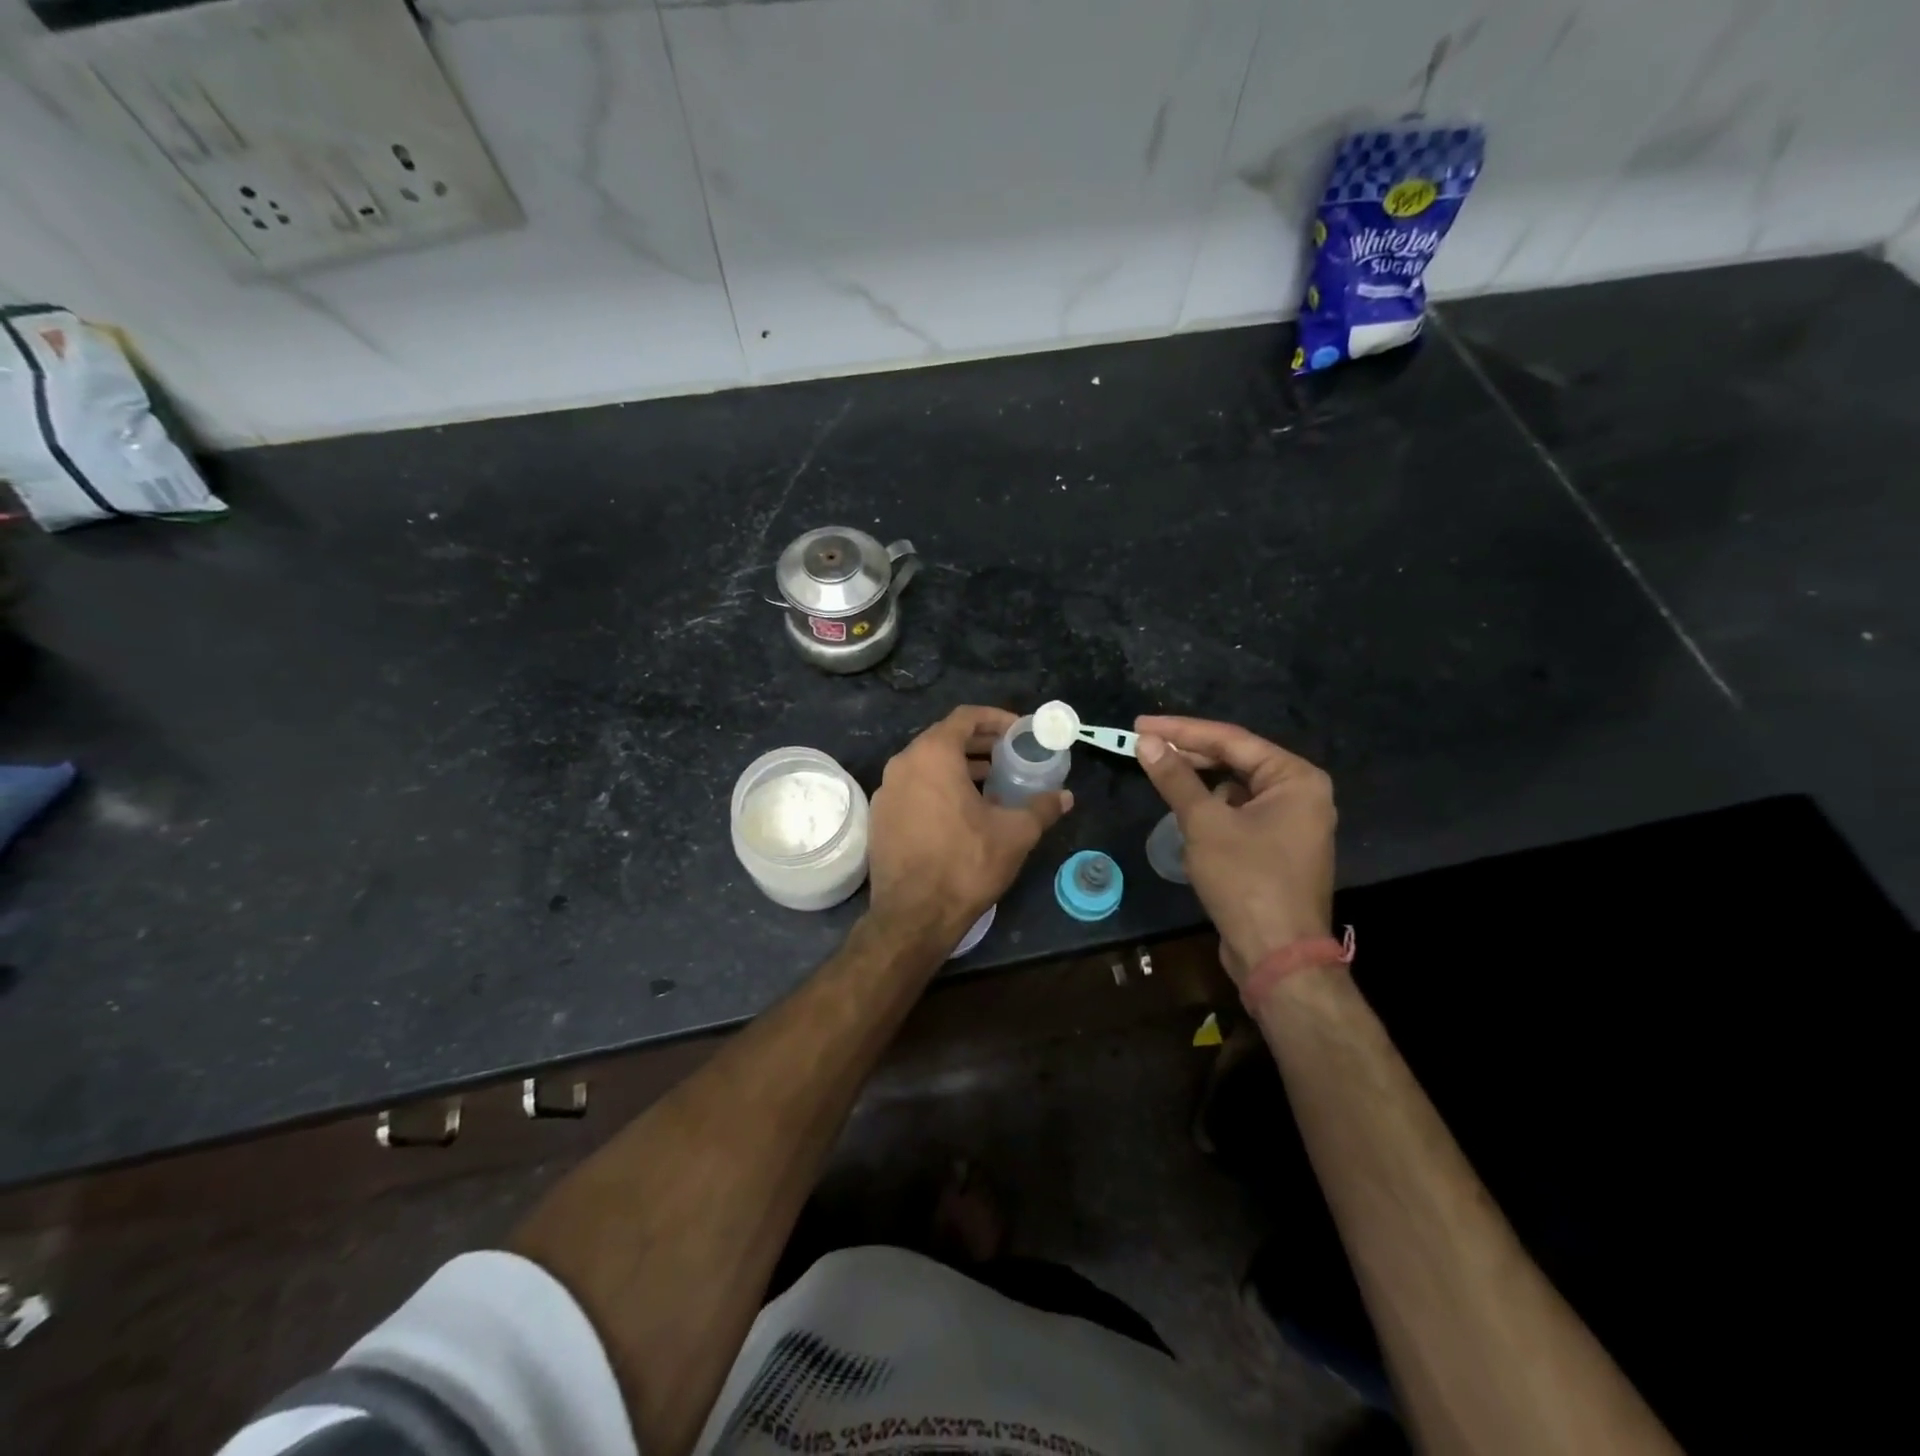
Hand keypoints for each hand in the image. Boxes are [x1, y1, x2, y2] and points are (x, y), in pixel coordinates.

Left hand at [867, 706, 1072, 951]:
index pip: (965, 717)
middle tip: (1009, 755)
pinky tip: (963, 812)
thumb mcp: (1015, 833)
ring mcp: (886, 791)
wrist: (914, 915)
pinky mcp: (880, 817)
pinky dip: (939, 788)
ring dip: (960, 767)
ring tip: (993, 783)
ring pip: (927, 765)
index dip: (996, 719)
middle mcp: (903, 764)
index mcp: (932, 755)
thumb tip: (1065, 796)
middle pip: (944, 739)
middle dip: (979, 744)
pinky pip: (914, 788)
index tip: (1019, 731)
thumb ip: (1042, 807)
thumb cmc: (966, 863)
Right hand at [1134, 715, 1336, 980]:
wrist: (1277, 955)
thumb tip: (1146, 742)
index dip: (1181, 730)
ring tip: (1160, 774)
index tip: (1140, 725)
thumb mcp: (1205, 823)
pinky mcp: (1277, 848)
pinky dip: (1212, 809)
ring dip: (1199, 782)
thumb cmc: (1246, 880)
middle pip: (1236, 760)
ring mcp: (1292, 822)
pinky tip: (1185, 813)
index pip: (1230, 739)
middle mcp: (1301, 793)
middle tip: (1144, 745)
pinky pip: (1239, 813)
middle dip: (1189, 754)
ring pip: (1235, 788)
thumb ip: (1175, 778)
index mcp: (1295, 778)